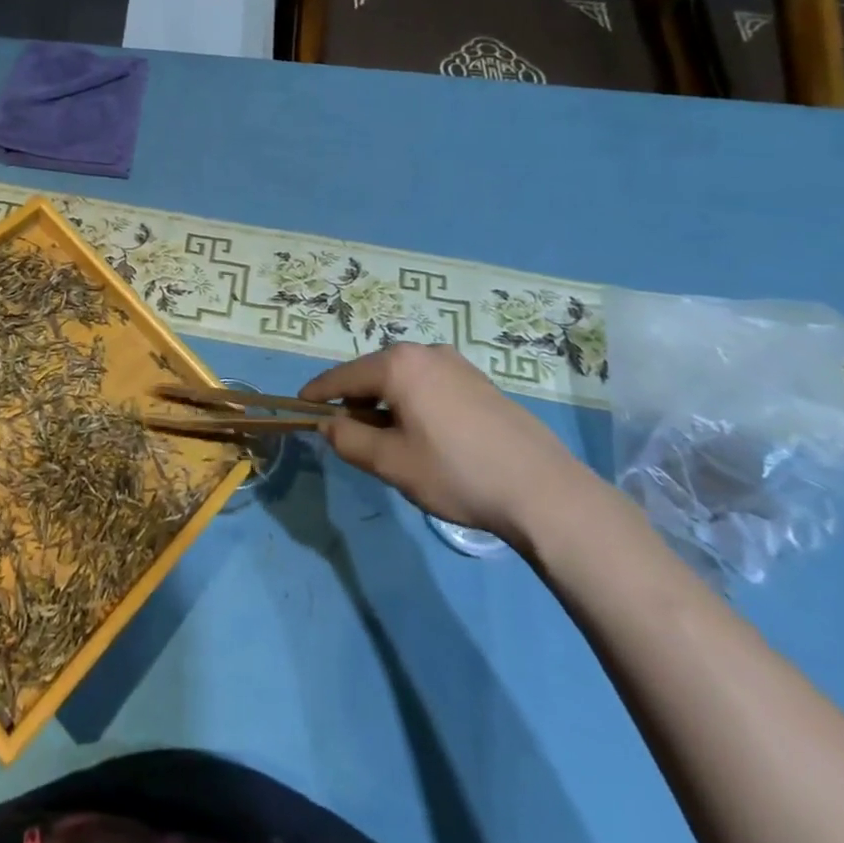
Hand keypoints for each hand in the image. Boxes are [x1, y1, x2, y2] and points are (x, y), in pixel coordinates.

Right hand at [302, 342, 592, 539]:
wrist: (542, 490)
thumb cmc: (456, 473)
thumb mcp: (391, 463)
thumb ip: (349, 440)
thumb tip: (328, 425)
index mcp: (398, 365)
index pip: (343, 376)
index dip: (319, 393)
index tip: (301, 405)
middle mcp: (425, 352)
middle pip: (374, 373)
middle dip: (357, 402)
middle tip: (352, 437)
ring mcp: (457, 364)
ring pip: (404, 379)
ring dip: (387, 404)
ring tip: (392, 442)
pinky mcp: (480, 381)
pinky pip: (430, 385)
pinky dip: (415, 402)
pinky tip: (428, 437)